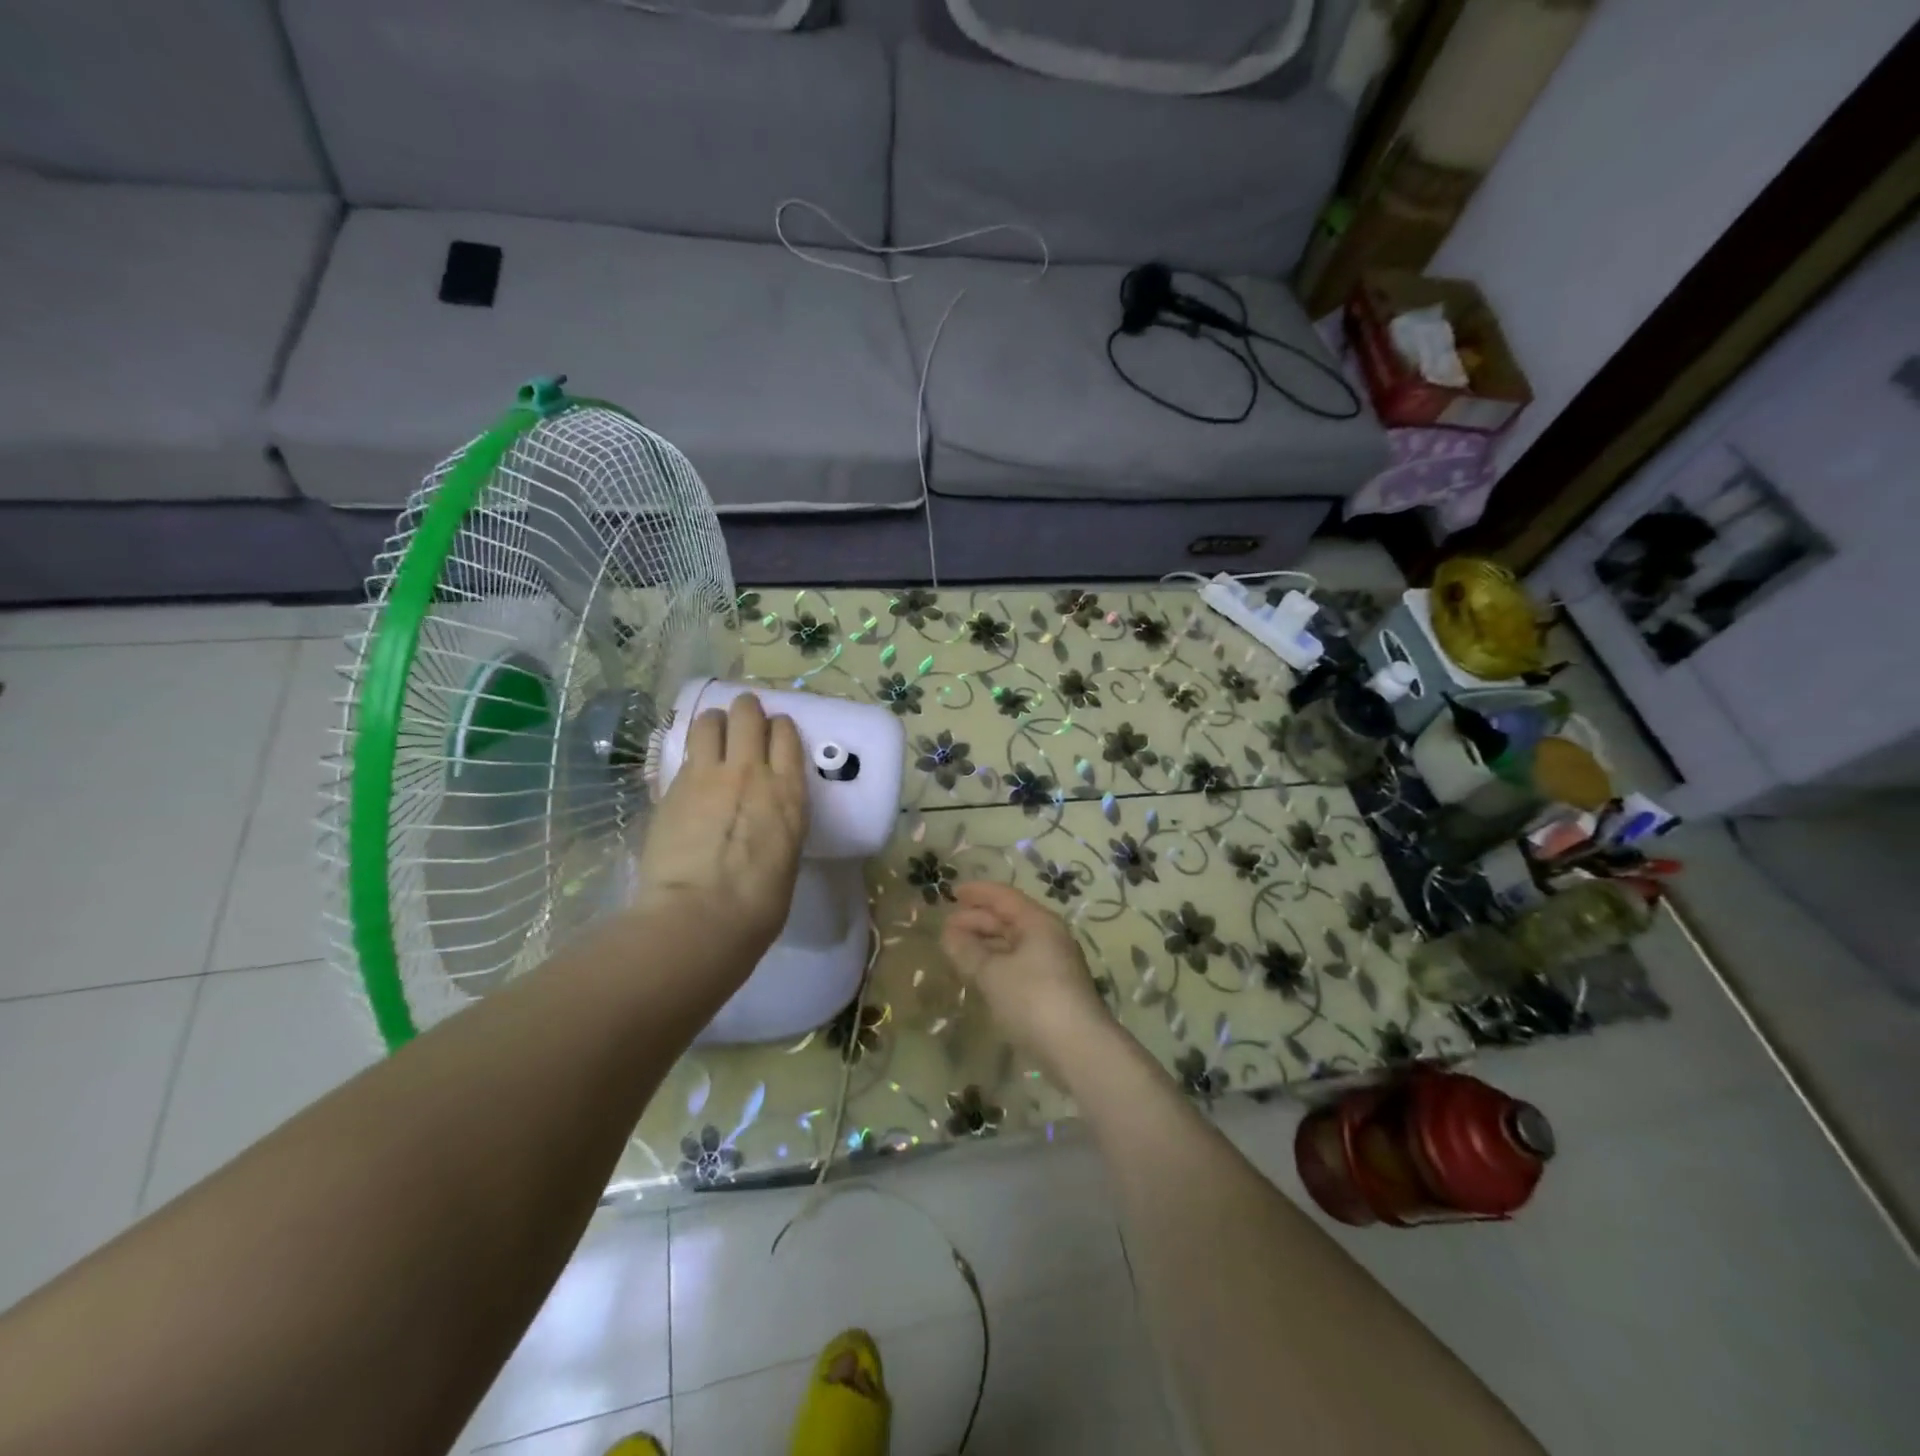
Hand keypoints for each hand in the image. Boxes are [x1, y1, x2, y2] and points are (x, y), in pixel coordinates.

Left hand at [634, 692, 808, 968]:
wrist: (699, 916)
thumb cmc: (757, 905)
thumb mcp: (786, 857)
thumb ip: (778, 824)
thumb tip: (765, 820)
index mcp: (788, 792)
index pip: (786, 734)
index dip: (780, 727)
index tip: (775, 734)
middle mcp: (750, 772)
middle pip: (748, 714)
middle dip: (746, 709)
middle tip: (744, 719)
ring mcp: (707, 776)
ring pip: (710, 721)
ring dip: (714, 721)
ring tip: (713, 732)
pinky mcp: (671, 788)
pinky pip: (684, 753)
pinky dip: (691, 751)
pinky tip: (691, 766)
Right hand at [941, 881, 1110, 1084]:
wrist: (1079, 1049)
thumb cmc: (1033, 999)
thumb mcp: (992, 973)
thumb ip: (967, 951)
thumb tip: (949, 934)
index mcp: (1038, 922)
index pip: (1004, 897)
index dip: (977, 892)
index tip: (952, 892)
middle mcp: (1049, 937)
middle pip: (1009, 919)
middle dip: (977, 920)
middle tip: (946, 928)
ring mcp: (1053, 964)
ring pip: (1013, 944)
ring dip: (985, 945)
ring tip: (957, 951)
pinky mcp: (1052, 990)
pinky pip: (1018, 965)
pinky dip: (996, 964)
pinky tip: (979, 975)